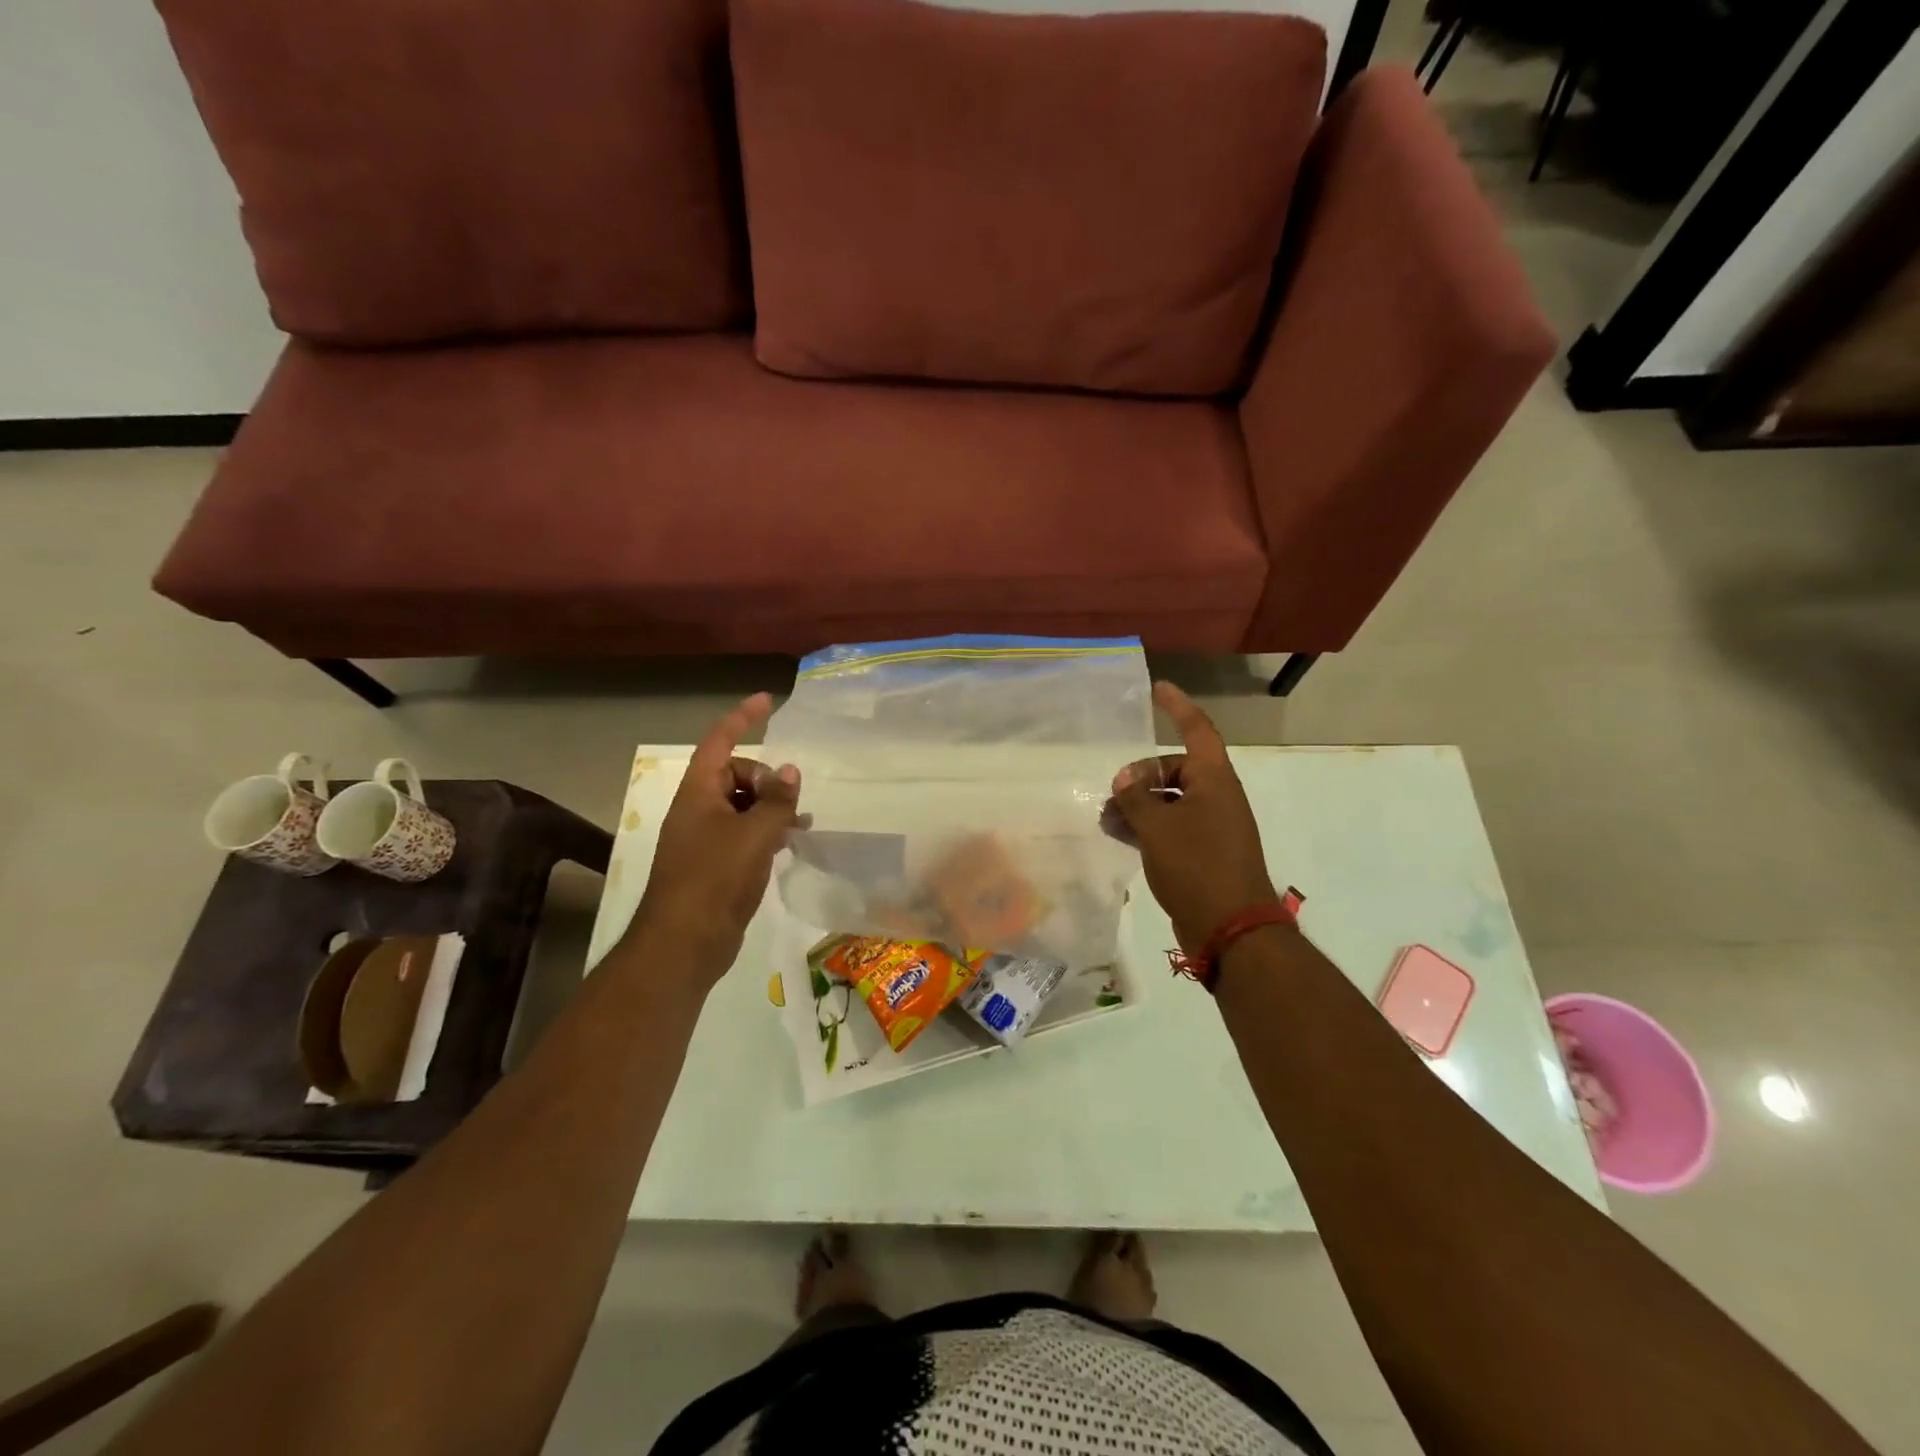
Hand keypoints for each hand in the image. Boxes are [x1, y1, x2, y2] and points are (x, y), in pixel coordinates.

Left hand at [626, 693, 800, 990]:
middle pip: (737, 774)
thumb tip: (791, 772)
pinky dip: (767, 831)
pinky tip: (789, 844)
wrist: (684, 943)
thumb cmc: (715, 879)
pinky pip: (745, 832)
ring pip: (744, 805)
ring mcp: (706, 838)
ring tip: (802, 822)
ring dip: (772, 806)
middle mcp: (699, 809)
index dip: (742, 717)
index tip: (767, 700)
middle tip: (793, 802)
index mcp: (698, 792)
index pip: (720, 741)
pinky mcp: (716, 864)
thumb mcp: (754, 835)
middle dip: (768, 778)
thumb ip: (776, 801)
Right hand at [1108, 682, 1277, 951]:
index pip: (1197, 730)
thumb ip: (1136, 798)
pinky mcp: (1203, 852)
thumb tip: (1124, 778)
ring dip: (1138, 804)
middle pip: (1176, 769)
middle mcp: (1216, 797)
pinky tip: (1118, 834)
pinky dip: (1146, 826)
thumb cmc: (1197, 865)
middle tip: (1113, 791)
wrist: (1231, 927)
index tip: (1158, 689)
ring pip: (1170, 800)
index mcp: (1215, 780)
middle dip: (1142, 775)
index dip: (1178, 707)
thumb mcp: (1158, 827)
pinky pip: (1170, 826)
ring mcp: (1211, 826)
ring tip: (1105, 817)